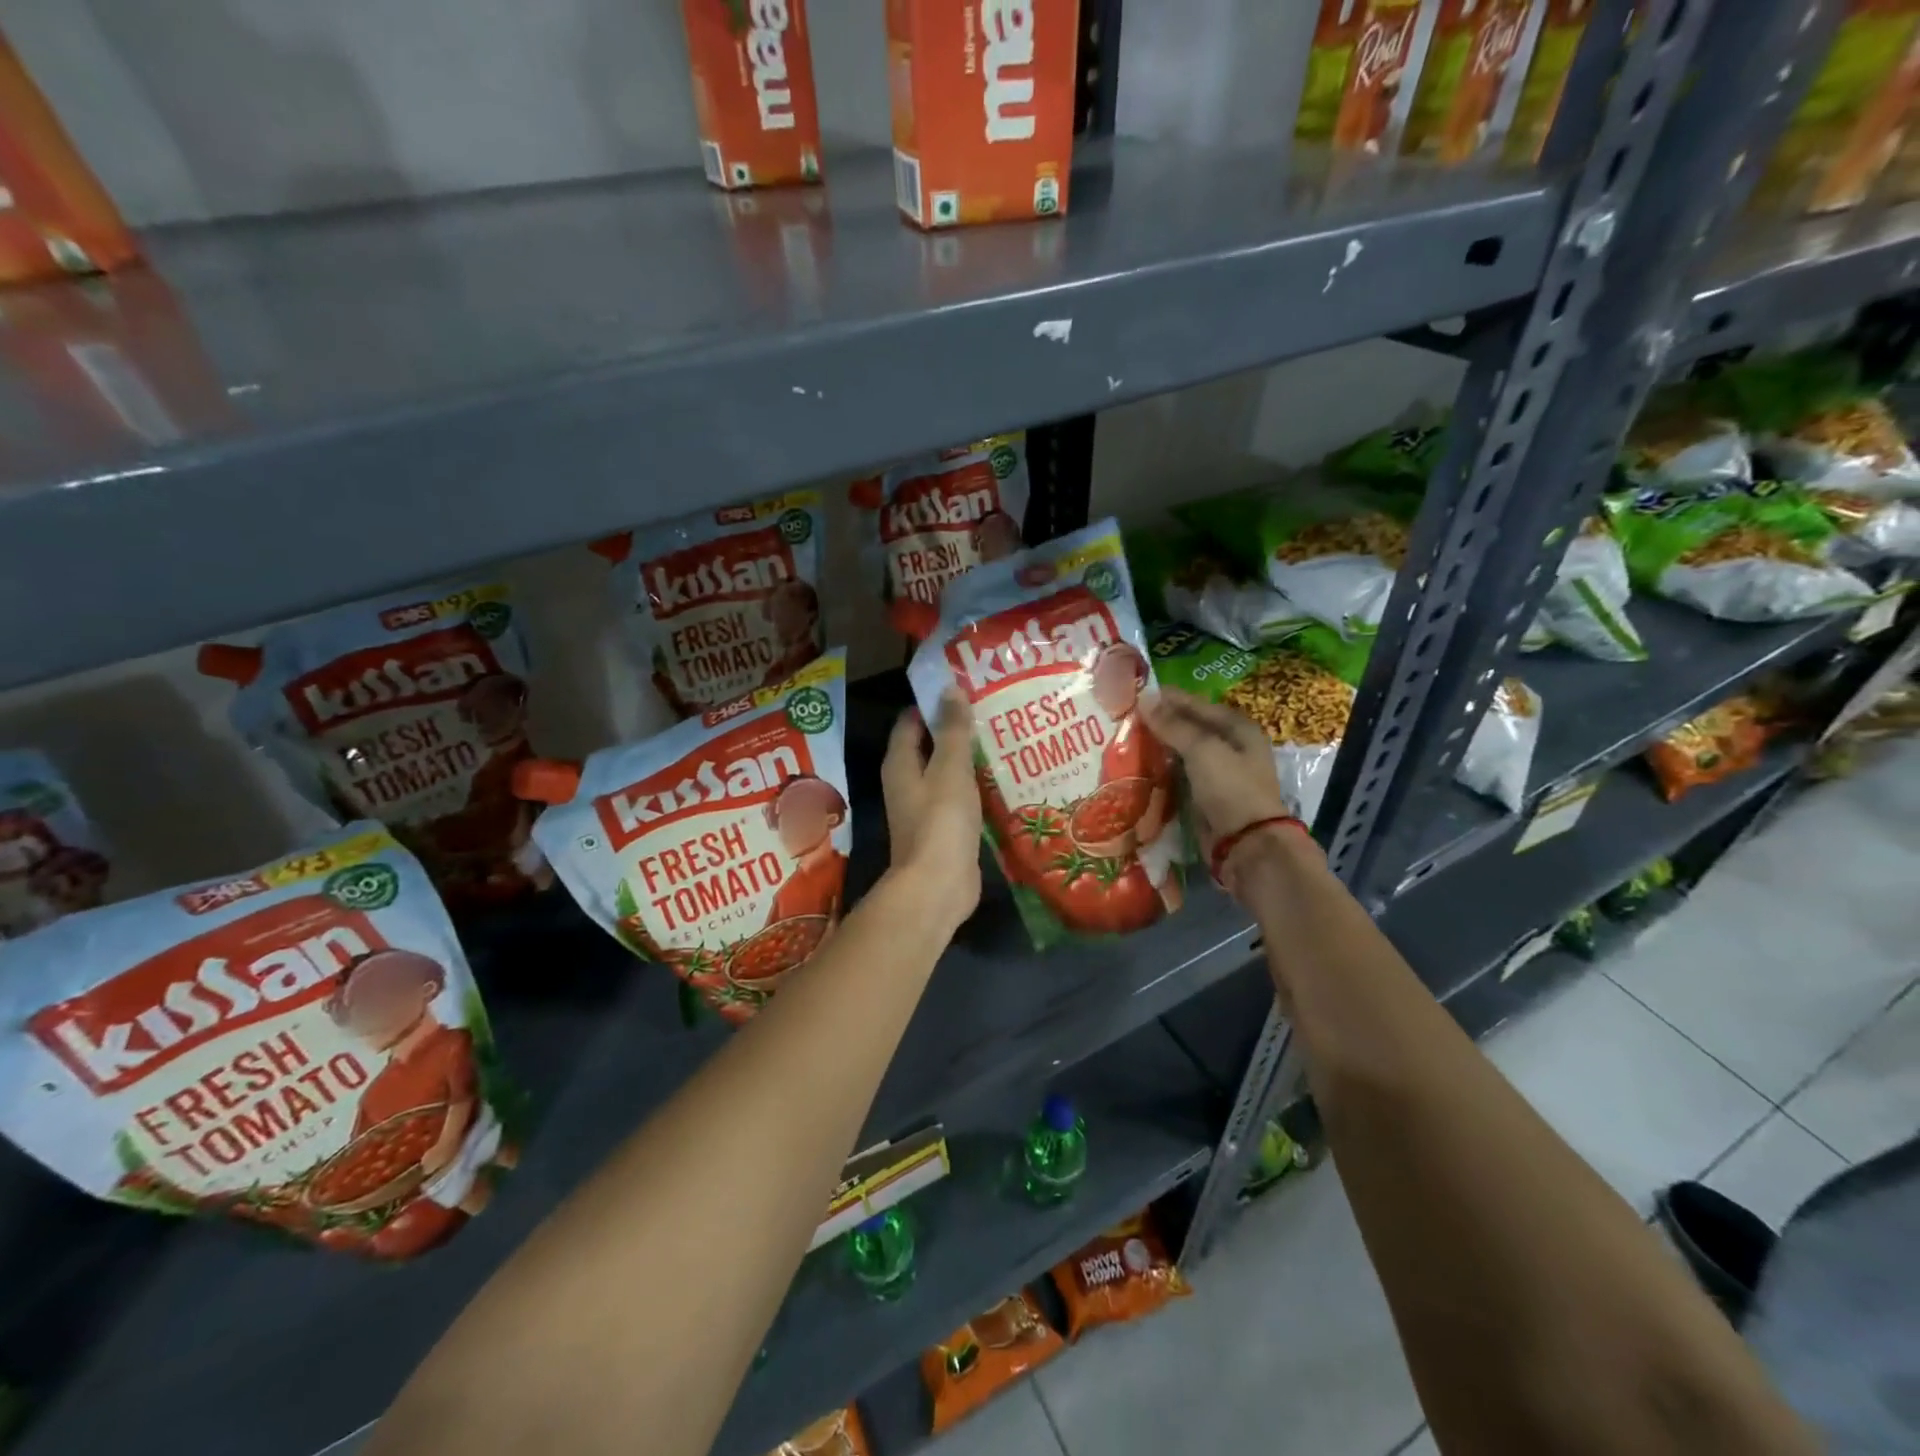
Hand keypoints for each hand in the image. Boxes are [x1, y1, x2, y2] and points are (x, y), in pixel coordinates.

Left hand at [882, 692, 982, 932]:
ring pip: (946, 773)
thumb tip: (949, 688)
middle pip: (929, 746)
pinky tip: (1002, 778)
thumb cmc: (940, 821)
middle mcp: (907, 783)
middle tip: (990, 709)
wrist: (938, 885)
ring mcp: (925, 808)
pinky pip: (960, 798)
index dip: (932, 703)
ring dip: (968, 758)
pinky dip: (975, 786)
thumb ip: (952, 730)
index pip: (911, 722)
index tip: (963, 687)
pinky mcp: (944, 829)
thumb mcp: (950, 769)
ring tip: (1002, 736)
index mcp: (901, 764)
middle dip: (955, 728)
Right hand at [1140, 688, 1293, 843]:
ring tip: (1125, 738)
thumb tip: (1143, 701)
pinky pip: (1178, 774)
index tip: (1135, 693)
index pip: (1197, 704)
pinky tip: (1138, 765)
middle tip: (1125, 716)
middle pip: (1189, 727)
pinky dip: (1160, 769)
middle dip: (1160, 722)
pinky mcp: (1204, 795)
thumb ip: (1173, 725)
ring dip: (1158, 746)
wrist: (1246, 843)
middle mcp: (1230, 747)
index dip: (1168, 699)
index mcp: (1238, 728)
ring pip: (1181, 752)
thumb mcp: (1203, 749)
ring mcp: (1217, 772)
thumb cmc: (1230, 788)